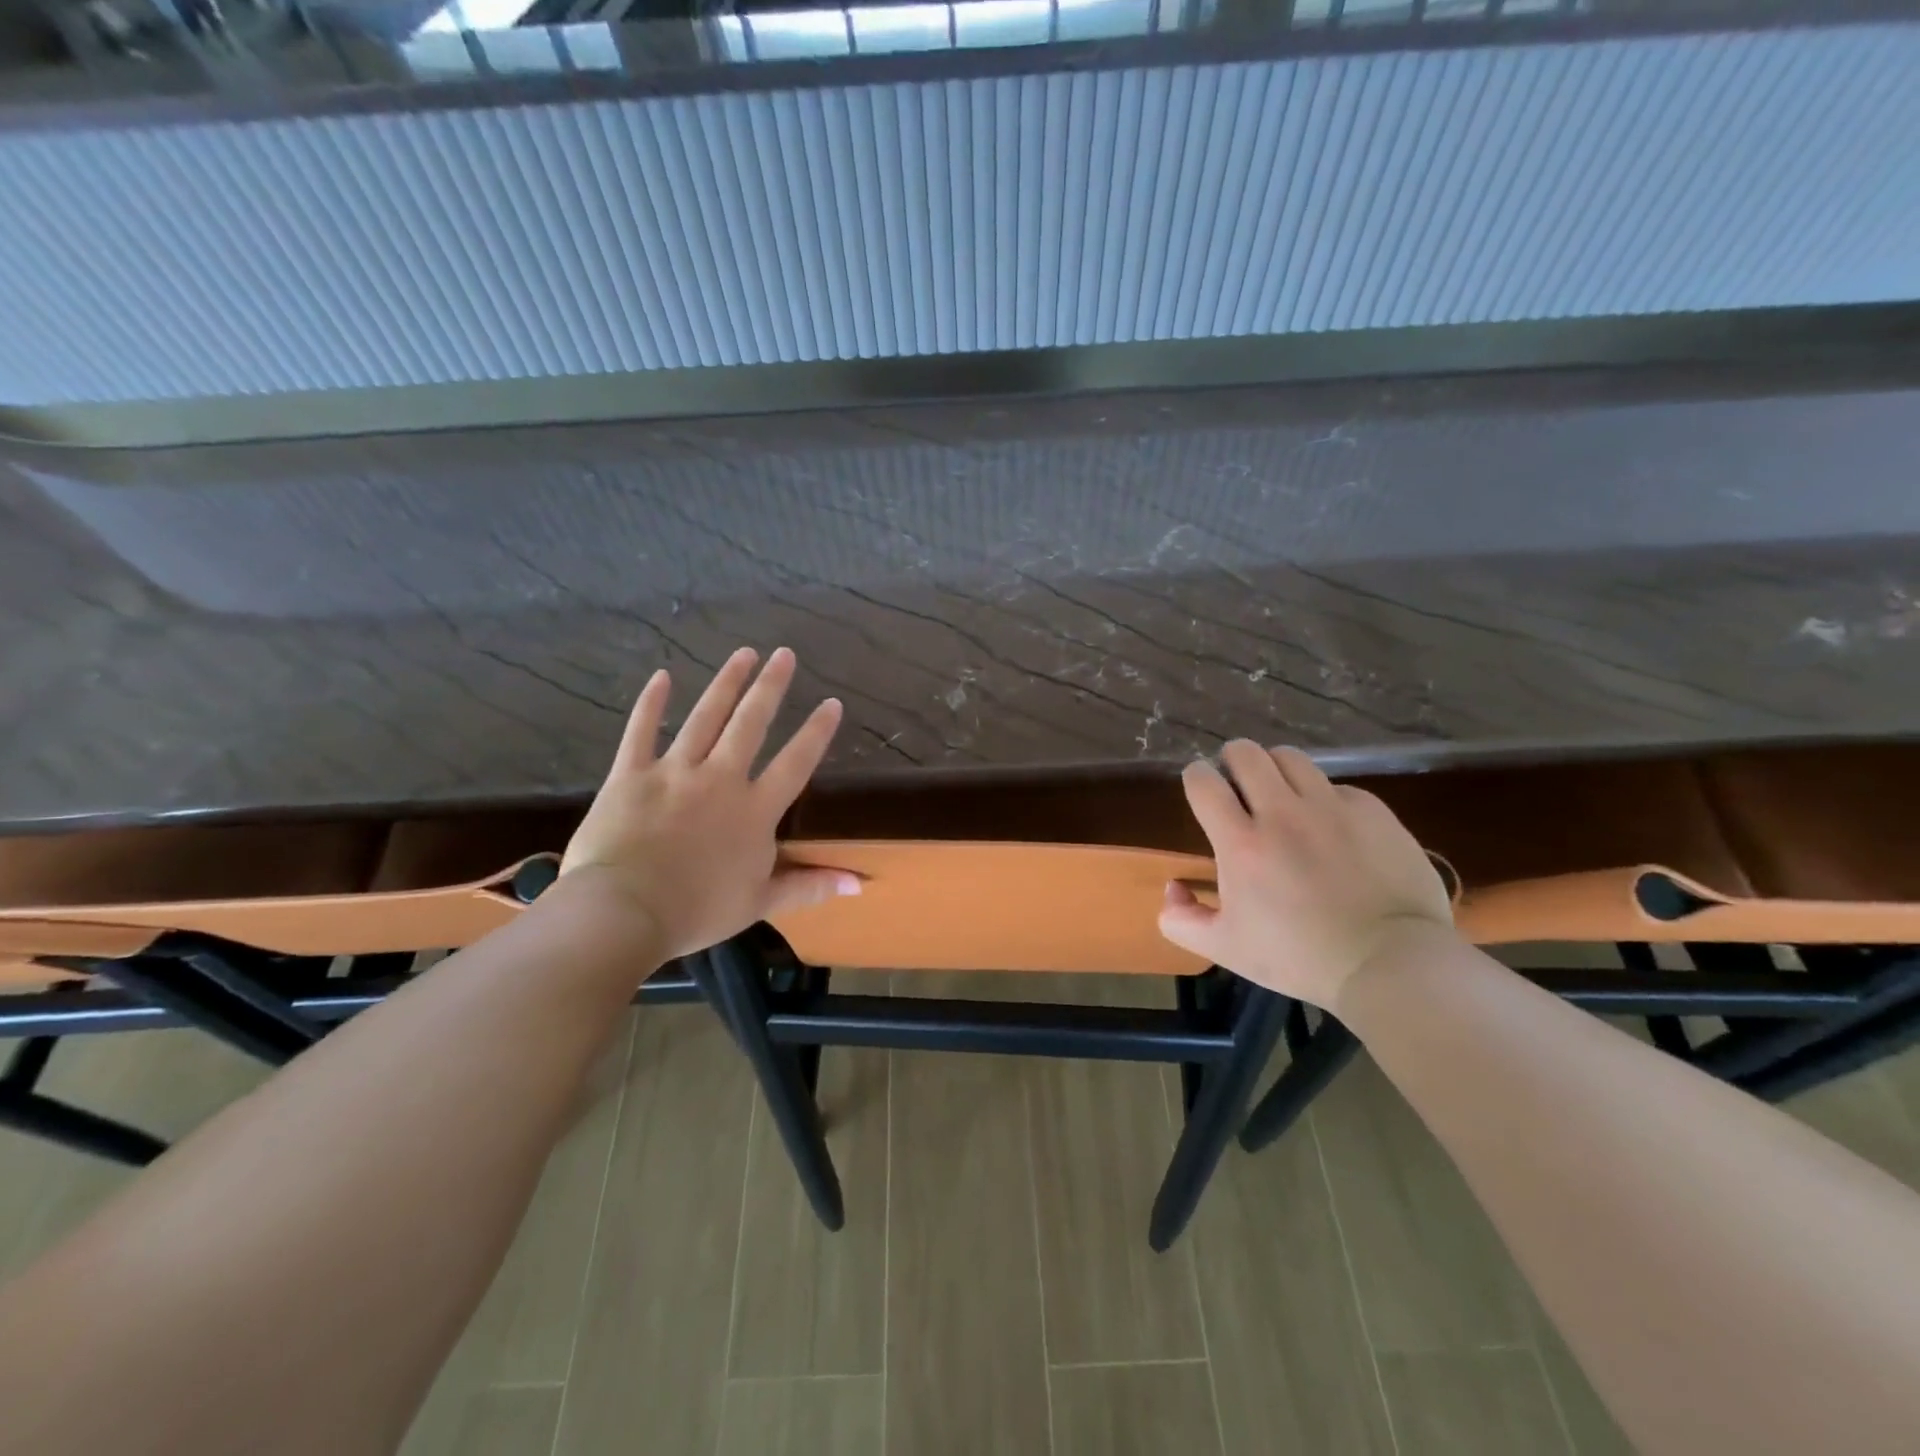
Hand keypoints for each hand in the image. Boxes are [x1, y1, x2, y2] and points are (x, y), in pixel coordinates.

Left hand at [559, 646, 859, 959]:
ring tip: (743, 653)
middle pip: (751, 723)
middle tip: (785, 654)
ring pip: (705, 717)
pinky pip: (641, 731)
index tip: (832, 702)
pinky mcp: (631, 774)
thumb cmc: (696, 911)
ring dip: (726, 683)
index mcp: (754, 810)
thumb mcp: (760, 902)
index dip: (816, 732)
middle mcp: (720, 778)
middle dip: (770, 686)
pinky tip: (663, 676)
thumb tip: (859, 882)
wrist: (624, 912)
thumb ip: (809, 885)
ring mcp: (674, 771)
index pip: (795, 762)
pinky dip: (651, 703)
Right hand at [1158, 742, 1454, 1011]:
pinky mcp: (1372, 811)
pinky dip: (1325, 799)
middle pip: (1245, 753)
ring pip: (1290, 758)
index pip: (1203, 781)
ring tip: (1283, 796)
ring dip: (1277, 770)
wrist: (1391, 965)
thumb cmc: (1300, 959)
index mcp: (1241, 844)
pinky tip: (1332, 827)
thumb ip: (1182, 920)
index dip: (1197, 779)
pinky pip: (1337, 787)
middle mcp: (1282, 813)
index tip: (1204, 792)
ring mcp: (1330, 807)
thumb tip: (1173, 889)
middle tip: (1240, 787)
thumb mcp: (1226, 949)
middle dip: (1234, 761)